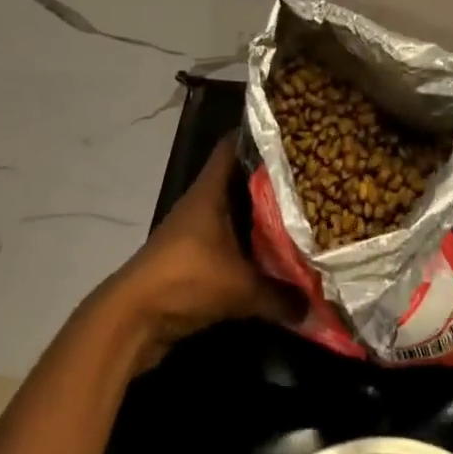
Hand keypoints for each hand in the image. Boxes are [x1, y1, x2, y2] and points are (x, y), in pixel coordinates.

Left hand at [104, 137, 297, 371]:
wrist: (133, 318)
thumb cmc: (186, 279)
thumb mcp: (240, 288)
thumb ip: (281, 296)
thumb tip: (319, 308)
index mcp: (210, 190)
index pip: (234, 145)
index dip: (260, 135)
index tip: (292, 134)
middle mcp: (203, 202)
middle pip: (240, 178)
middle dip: (270, 178)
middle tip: (309, 177)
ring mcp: (195, 229)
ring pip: (235, 211)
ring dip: (260, 215)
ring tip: (300, 212)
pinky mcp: (192, 257)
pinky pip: (229, 241)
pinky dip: (249, 245)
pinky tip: (275, 253)